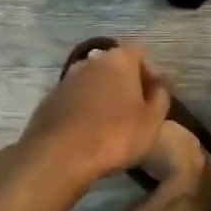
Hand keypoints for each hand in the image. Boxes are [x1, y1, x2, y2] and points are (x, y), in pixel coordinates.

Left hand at [19, 44, 170, 183]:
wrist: (59, 156)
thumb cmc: (115, 135)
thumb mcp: (153, 120)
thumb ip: (161, 97)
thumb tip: (159, 85)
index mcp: (119, 60)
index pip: (139, 54)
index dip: (150, 72)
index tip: (155, 95)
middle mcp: (91, 62)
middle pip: (114, 66)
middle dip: (126, 83)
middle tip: (136, 109)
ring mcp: (66, 80)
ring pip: (93, 82)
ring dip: (104, 96)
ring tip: (112, 123)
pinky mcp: (49, 101)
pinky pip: (75, 100)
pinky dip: (84, 110)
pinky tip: (89, 132)